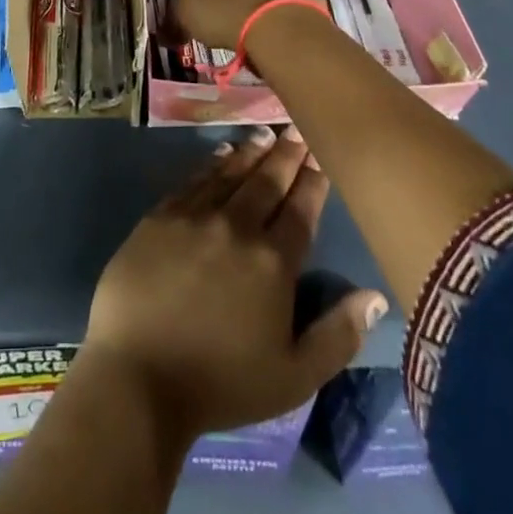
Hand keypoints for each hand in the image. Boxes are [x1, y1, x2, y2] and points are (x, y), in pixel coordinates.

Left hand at [82, 130, 388, 439]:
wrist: (138, 374)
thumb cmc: (222, 384)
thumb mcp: (295, 377)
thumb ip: (338, 334)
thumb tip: (374, 295)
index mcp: (273, 262)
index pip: (301, 210)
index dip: (313, 181)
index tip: (321, 153)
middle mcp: (236, 227)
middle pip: (267, 182)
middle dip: (285, 155)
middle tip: (296, 129)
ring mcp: (194, 217)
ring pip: (230, 174)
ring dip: (250, 152)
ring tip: (265, 133)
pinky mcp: (159, 217)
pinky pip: (193, 181)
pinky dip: (211, 163)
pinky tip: (221, 154)